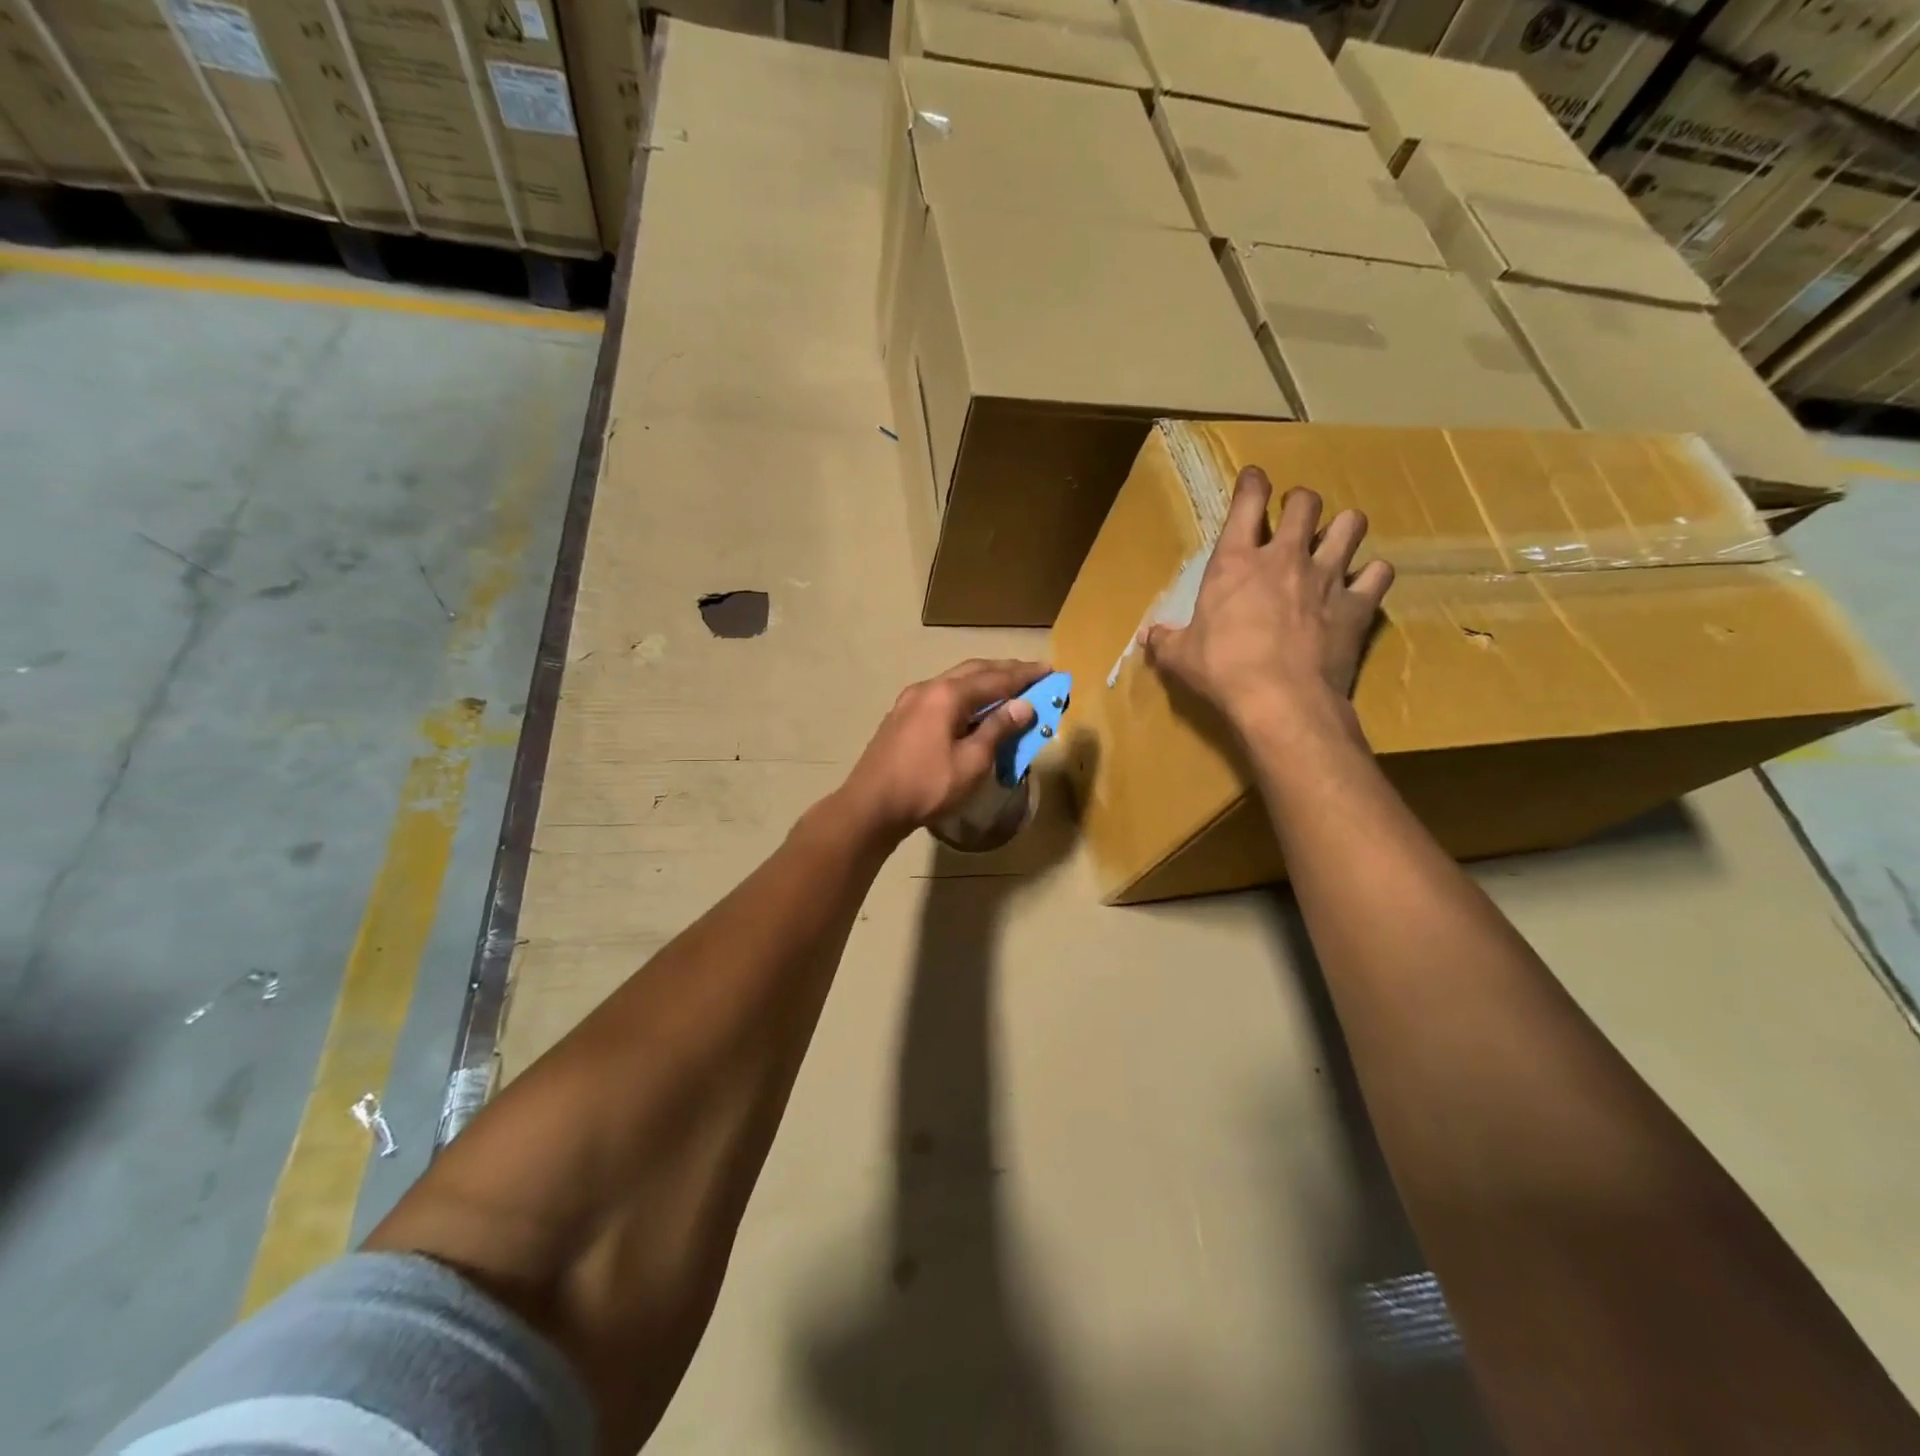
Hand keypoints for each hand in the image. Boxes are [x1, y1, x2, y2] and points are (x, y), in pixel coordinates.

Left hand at [837, 659, 1049, 839]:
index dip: (1025, 675)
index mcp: (947, 695)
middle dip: (1005, 672)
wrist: (870, 807)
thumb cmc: (926, 786)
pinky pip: (941, 697)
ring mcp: (909, 702)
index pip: (995, 679)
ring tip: (1007, 690)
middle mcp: (927, 688)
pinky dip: (964, 698)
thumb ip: (997, 729)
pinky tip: (972, 711)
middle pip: (973, 672)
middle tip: (1033, 674)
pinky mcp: (901, 718)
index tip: (1050, 670)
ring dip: (983, 683)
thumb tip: (1023, 705)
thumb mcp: (971, 762)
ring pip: (954, 682)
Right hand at [1143, 467, 1392, 730]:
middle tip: (1295, 516)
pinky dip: (1371, 576)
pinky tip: (1362, 585)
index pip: (1247, 503)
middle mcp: (1285, 557)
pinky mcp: (1358, 604)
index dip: (1252, 484)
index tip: (1254, 478)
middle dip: (1301, 502)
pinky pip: (1379, 573)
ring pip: (1351, 525)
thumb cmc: (1222, 671)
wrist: (1281, 700)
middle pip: (1306, 502)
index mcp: (1236, 562)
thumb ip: (1165, 641)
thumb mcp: (1180, 658)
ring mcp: (1327, 577)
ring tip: (1333, 543)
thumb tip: (1147, 637)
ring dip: (1343, 529)